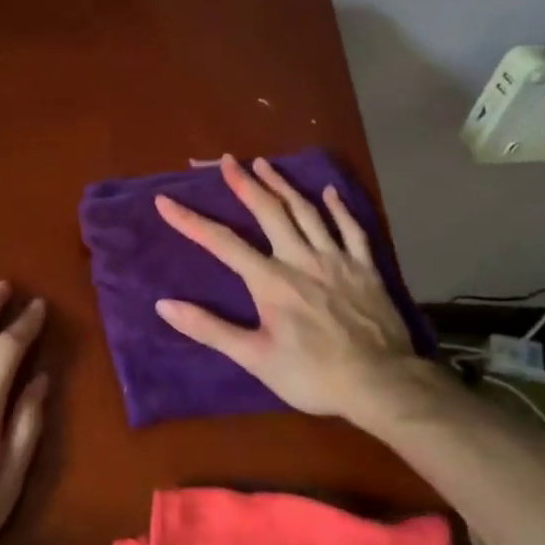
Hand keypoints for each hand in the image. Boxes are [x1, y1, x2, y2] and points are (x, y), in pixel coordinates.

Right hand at [154, 155, 437, 429]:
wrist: (381, 383)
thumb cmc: (312, 375)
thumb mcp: (254, 358)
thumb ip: (210, 329)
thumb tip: (164, 305)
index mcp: (271, 280)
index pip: (222, 242)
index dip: (190, 221)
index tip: (165, 201)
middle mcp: (301, 259)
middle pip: (269, 212)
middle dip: (245, 184)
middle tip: (228, 160)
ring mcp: (336, 259)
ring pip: (307, 211)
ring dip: (283, 185)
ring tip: (265, 163)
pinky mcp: (365, 268)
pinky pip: (351, 229)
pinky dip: (339, 208)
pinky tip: (330, 192)